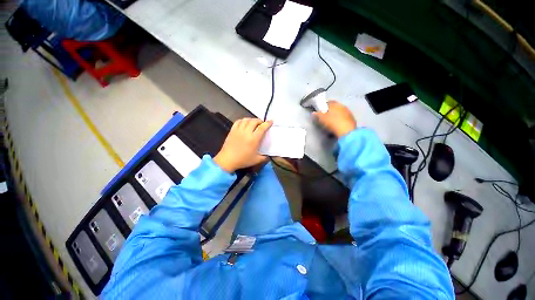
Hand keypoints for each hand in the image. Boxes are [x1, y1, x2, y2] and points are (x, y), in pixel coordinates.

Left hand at [214, 118, 272, 172]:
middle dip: (259, 121)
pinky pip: (238, 121)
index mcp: (254, 139)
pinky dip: (243, 120)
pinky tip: (244, 123)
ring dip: (251, 119)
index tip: (271, 121)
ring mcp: (238, 130)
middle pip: (254, 121)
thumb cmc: (242, 160)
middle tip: (261, 124)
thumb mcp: (256, 160)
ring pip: (246, 120)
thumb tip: (269, 155)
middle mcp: (246, 132)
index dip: (267, 123)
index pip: (262, 127)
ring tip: (253, 123)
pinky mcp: (232, 130)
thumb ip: (264, 157)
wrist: (227, 160)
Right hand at [313, 101, 356, 137]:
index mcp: (335, 103)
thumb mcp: (321, 119)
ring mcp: (349, 113)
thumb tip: (314, 113)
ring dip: (337, 117)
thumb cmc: (333, 122)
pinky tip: (339, 128)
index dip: (323, 107)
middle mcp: (343, 106)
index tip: (320, 112)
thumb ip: (317, 115)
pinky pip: (345, 120)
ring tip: (333, 125)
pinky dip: (341, 122)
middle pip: (335, 108)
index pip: (328, 102)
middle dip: (331, 112)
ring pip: (340, 114)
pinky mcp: (353, 120)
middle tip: (326, 119)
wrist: (347, 132)